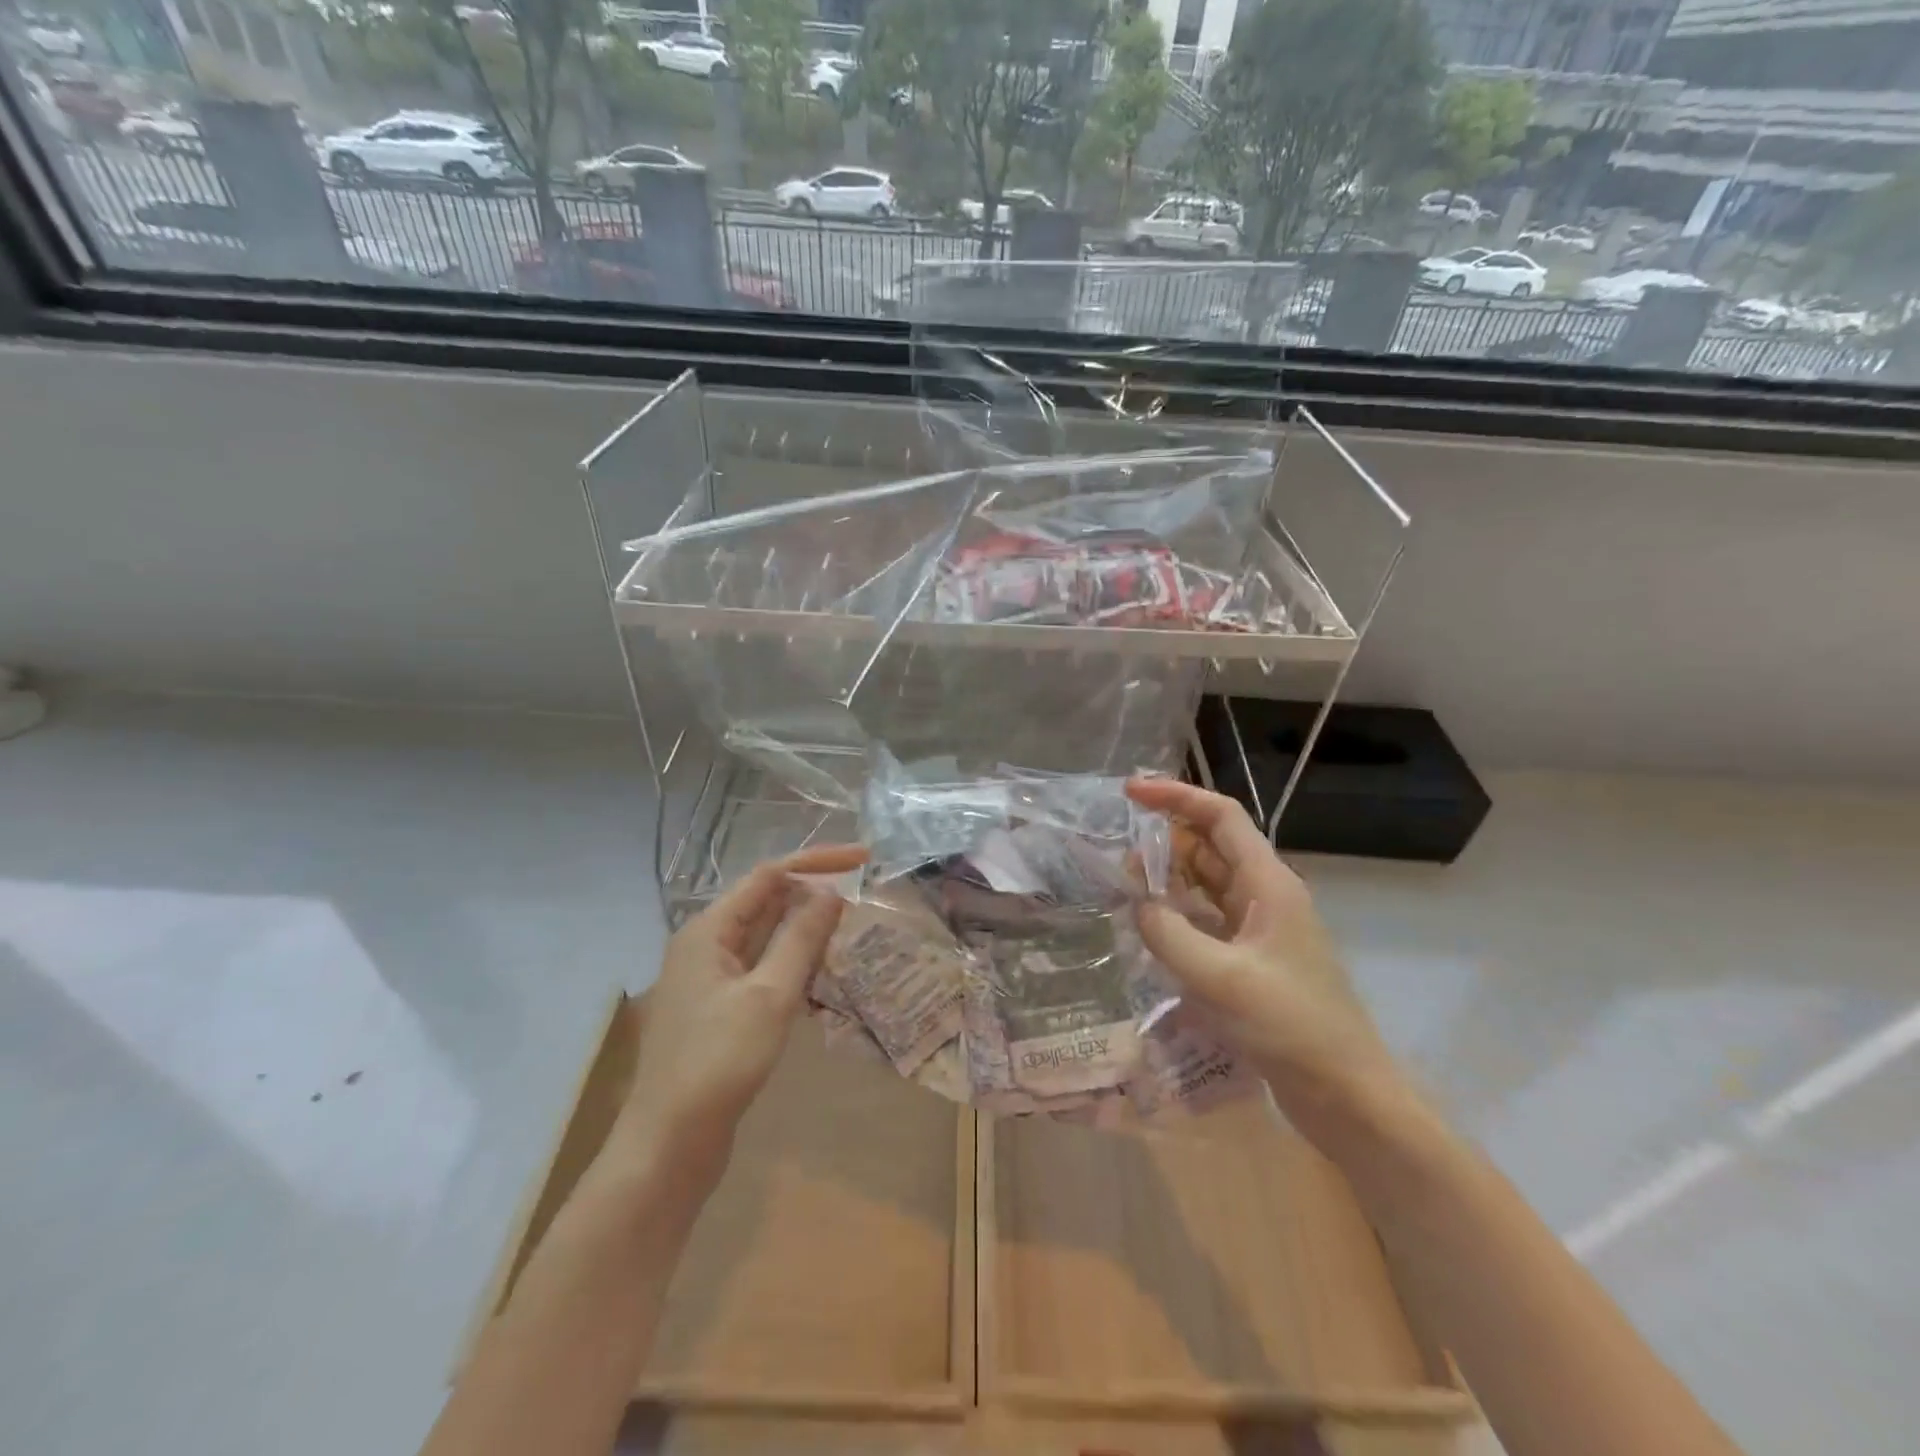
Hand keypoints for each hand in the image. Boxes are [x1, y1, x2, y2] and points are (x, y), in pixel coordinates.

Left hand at [617, 844, 865, 1185]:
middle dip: (812, 896)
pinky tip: (823, 975)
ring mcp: (711, 979)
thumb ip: (801, 938)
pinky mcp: (720, 1009)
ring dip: (806, 931)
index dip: (816, 862)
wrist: (670, 1143)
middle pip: (766, 903)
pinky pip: (763, 969)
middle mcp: (706, 945)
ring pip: (766, 938)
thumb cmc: (718, 1061)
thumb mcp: (770, 995)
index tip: (863, 859)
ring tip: (851, 931)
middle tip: (863, 898)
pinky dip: (793, 964)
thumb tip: (830, 892)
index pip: (769, 875)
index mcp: (708, 930)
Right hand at [1125, 777, 1403, 1133]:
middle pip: (1210, 847)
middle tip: (1116, 859)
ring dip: (1167, 880)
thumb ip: (1169, 933)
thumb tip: (1137, 904)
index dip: (1176, 796)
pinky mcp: (1250, 960)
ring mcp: (1259, 929)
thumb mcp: (1220, 978)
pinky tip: (1149, 930)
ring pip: (1205, 885)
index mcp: (1268, 883)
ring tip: (1123, 889)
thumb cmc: (1292, 1027)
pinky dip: (1176, 916)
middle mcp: (1265, 896)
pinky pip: (1206, 921)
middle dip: (1164, 842)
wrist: (1348, 1097)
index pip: (1220, 817)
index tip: (1129, 792)